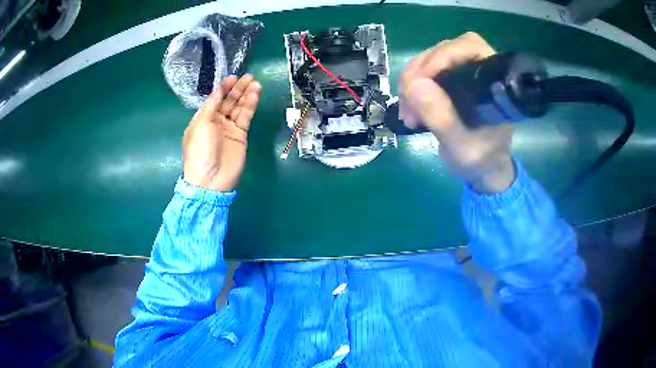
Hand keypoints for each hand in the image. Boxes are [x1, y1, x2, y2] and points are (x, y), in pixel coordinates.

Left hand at [183, 74, 260, 191]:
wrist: (210, 179)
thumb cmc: (200, 150)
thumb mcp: (201, 124)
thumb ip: (212, 105)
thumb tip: (218, 90)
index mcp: (203, 118)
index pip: (215, 98)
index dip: (223, 88)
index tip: (233, 77)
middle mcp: (216, 121)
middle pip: (228, 101)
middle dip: (237, 89)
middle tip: (249, 77)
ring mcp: (229, 128)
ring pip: (239, 108)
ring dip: (246, 95)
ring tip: (255, 84)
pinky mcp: (240, 136)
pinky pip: (245, 117)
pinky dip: (250, 106)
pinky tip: (255, 96)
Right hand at [399, 32, 514, 193]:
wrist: (483, 170)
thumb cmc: (480, 160)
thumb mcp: (461, 145)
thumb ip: (442, 117)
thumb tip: (414, 85)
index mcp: (494, 83)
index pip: (470, 48)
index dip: (442, 56)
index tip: (419, 81)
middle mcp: (480, 71)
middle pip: (446, 50)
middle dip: (421, 70)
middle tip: (407, 98)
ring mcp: (465, 74)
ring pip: (432, 60)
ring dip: (413, 80)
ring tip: (407, 111)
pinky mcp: (452, 82)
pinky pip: (426, 73)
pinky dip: (413, 87)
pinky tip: (410, 108)